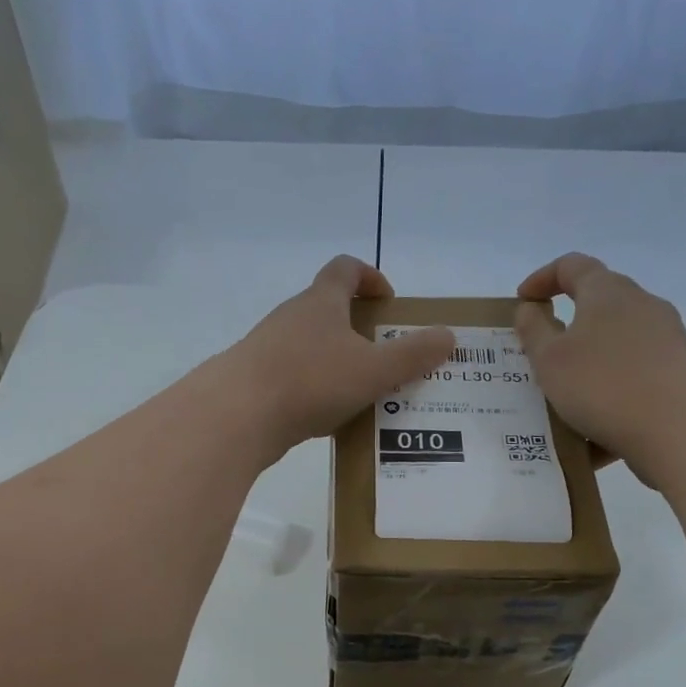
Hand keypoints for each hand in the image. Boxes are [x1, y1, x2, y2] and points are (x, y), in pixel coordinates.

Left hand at [220, 256, 453, 460]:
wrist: (236, 416)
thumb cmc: (310, 381)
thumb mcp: (373, 369)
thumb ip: (413, 354)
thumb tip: (449, 335)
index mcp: (320, 302)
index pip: (345, 268)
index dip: (370, 277)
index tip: (389, 301)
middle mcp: (291, 317)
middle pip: (327, 309)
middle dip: (358, 328)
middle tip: (384, 356)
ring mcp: (267, 348)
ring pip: (310, 347)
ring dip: (336, 362)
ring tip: (362, 393)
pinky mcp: (255, 380)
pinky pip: (294, 377)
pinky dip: (314, 389)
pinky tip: (328, 417)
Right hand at [513, 253, 685, 484]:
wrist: (681, 427)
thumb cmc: (603, 384)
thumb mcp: (550, 359)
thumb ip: (533, 330)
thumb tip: (530, 309)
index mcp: (607, 292)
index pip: (572, 266)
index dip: (542, 278)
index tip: (523, 302)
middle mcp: (641, 305)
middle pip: (599, 302)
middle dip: (568, 323)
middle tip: (542, 351)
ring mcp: (666, 338)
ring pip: (616, 342)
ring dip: (589, 361)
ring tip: (566, 395)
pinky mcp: (679, 371)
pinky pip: (634, 374)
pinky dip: (611, 389)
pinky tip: (597, 425)